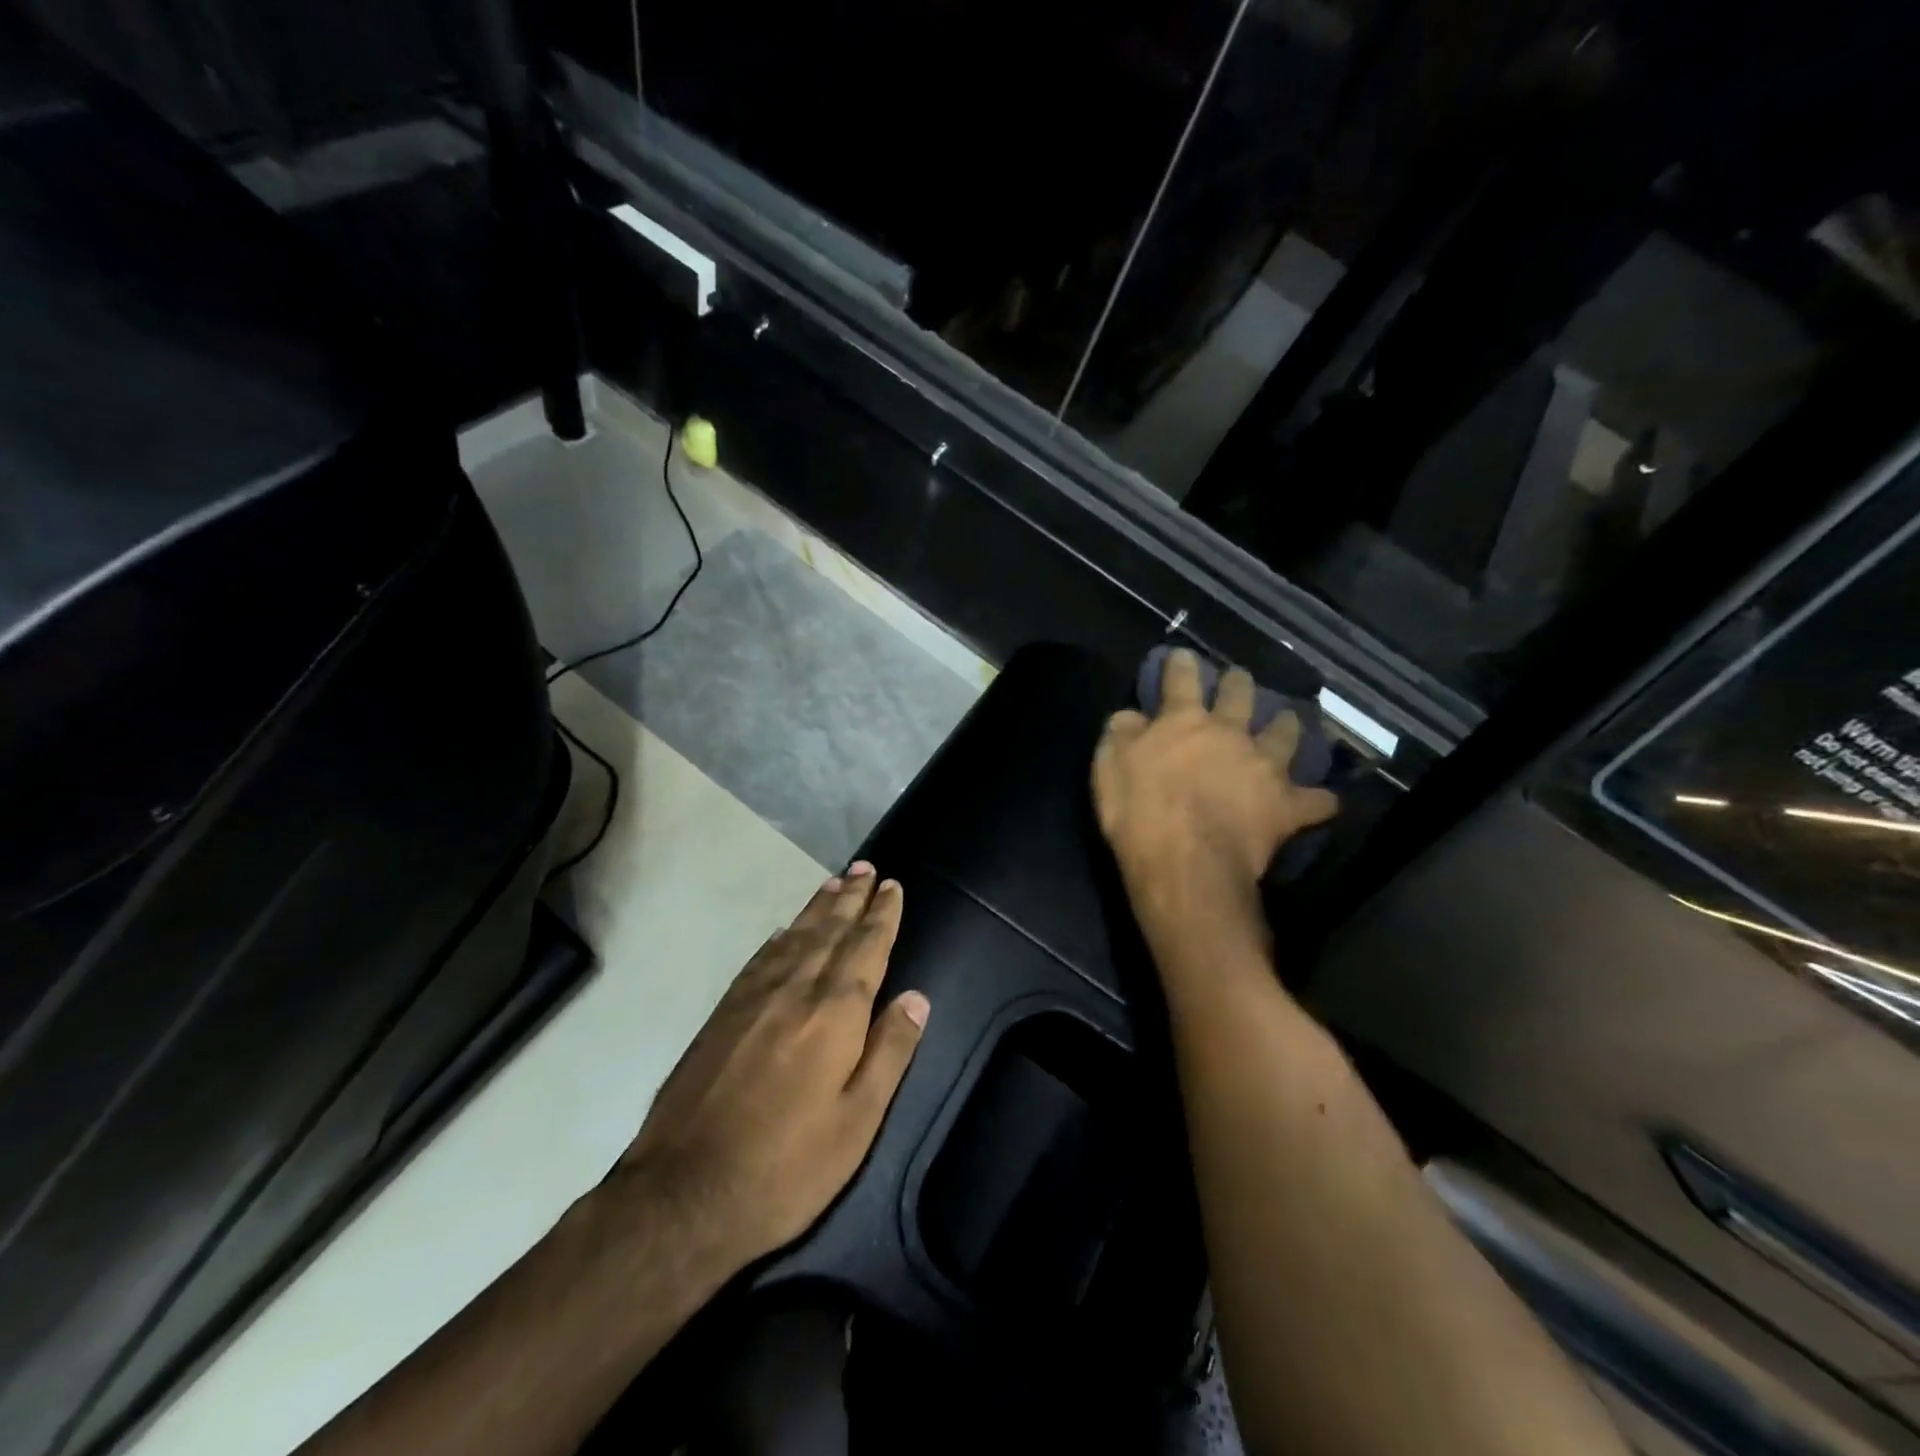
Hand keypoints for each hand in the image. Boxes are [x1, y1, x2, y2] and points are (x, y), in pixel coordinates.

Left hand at [613, 864, 928, 1273]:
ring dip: (819, 907)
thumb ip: (889, 1053)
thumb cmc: (785, 1167)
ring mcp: (753, 998)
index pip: (866, 948)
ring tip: (835, 883)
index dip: (882, 915)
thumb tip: (916, 997)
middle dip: (852, 898)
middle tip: (866, 868)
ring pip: (795, 937)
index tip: (892, 885)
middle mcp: (795, 990)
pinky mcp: (722, 1014)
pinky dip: (780, 936)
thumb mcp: (857, 1123)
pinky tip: (785, 929)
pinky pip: (760, 957)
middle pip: (830, 931)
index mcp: (834, 1014)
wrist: (682, 1194)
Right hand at [1092, 650, 1338, 922]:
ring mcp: (1264, 767)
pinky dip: (1319, 800)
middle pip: (1240, 695)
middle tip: (1238, 680)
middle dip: (1238, 683)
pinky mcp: (1286, 806)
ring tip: (1287, 722)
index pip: (1182, 679)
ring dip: (1287, 726)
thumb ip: (1122, 732)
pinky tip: (1323, 801)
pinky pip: (1315, 801)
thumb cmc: (1139, 811)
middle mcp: (1230, 733)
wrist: (1187, 861)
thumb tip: (1132, 715)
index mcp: (1184, 721)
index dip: (1181, 664)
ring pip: (1286, 734)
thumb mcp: (1110, 765)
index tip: (1182, 656)